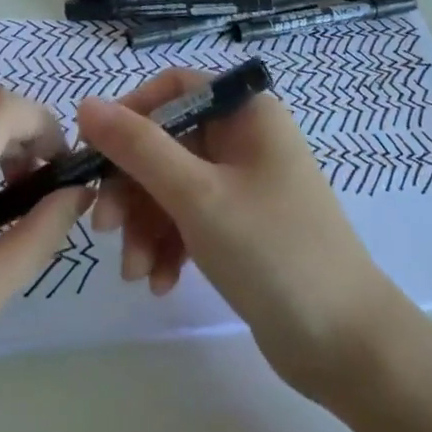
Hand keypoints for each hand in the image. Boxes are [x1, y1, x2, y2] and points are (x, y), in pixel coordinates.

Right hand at [76, 70, 407, 400]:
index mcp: (246, 113)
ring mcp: (245, 185)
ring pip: (173, 186)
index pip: (174, 88)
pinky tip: (160, 283)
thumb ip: (138, 147)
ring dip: (146, 225)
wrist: (344, 343)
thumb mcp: (197, 196)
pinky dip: (169, 245)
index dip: (130, 114)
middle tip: (105, 229)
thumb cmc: (271, 251)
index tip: (96, 155)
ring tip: (135, 272)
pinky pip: (190, 220)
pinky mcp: (242, 227)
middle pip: (167, 142)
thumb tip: (87, 103)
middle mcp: (246, 139)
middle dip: (133, 187)